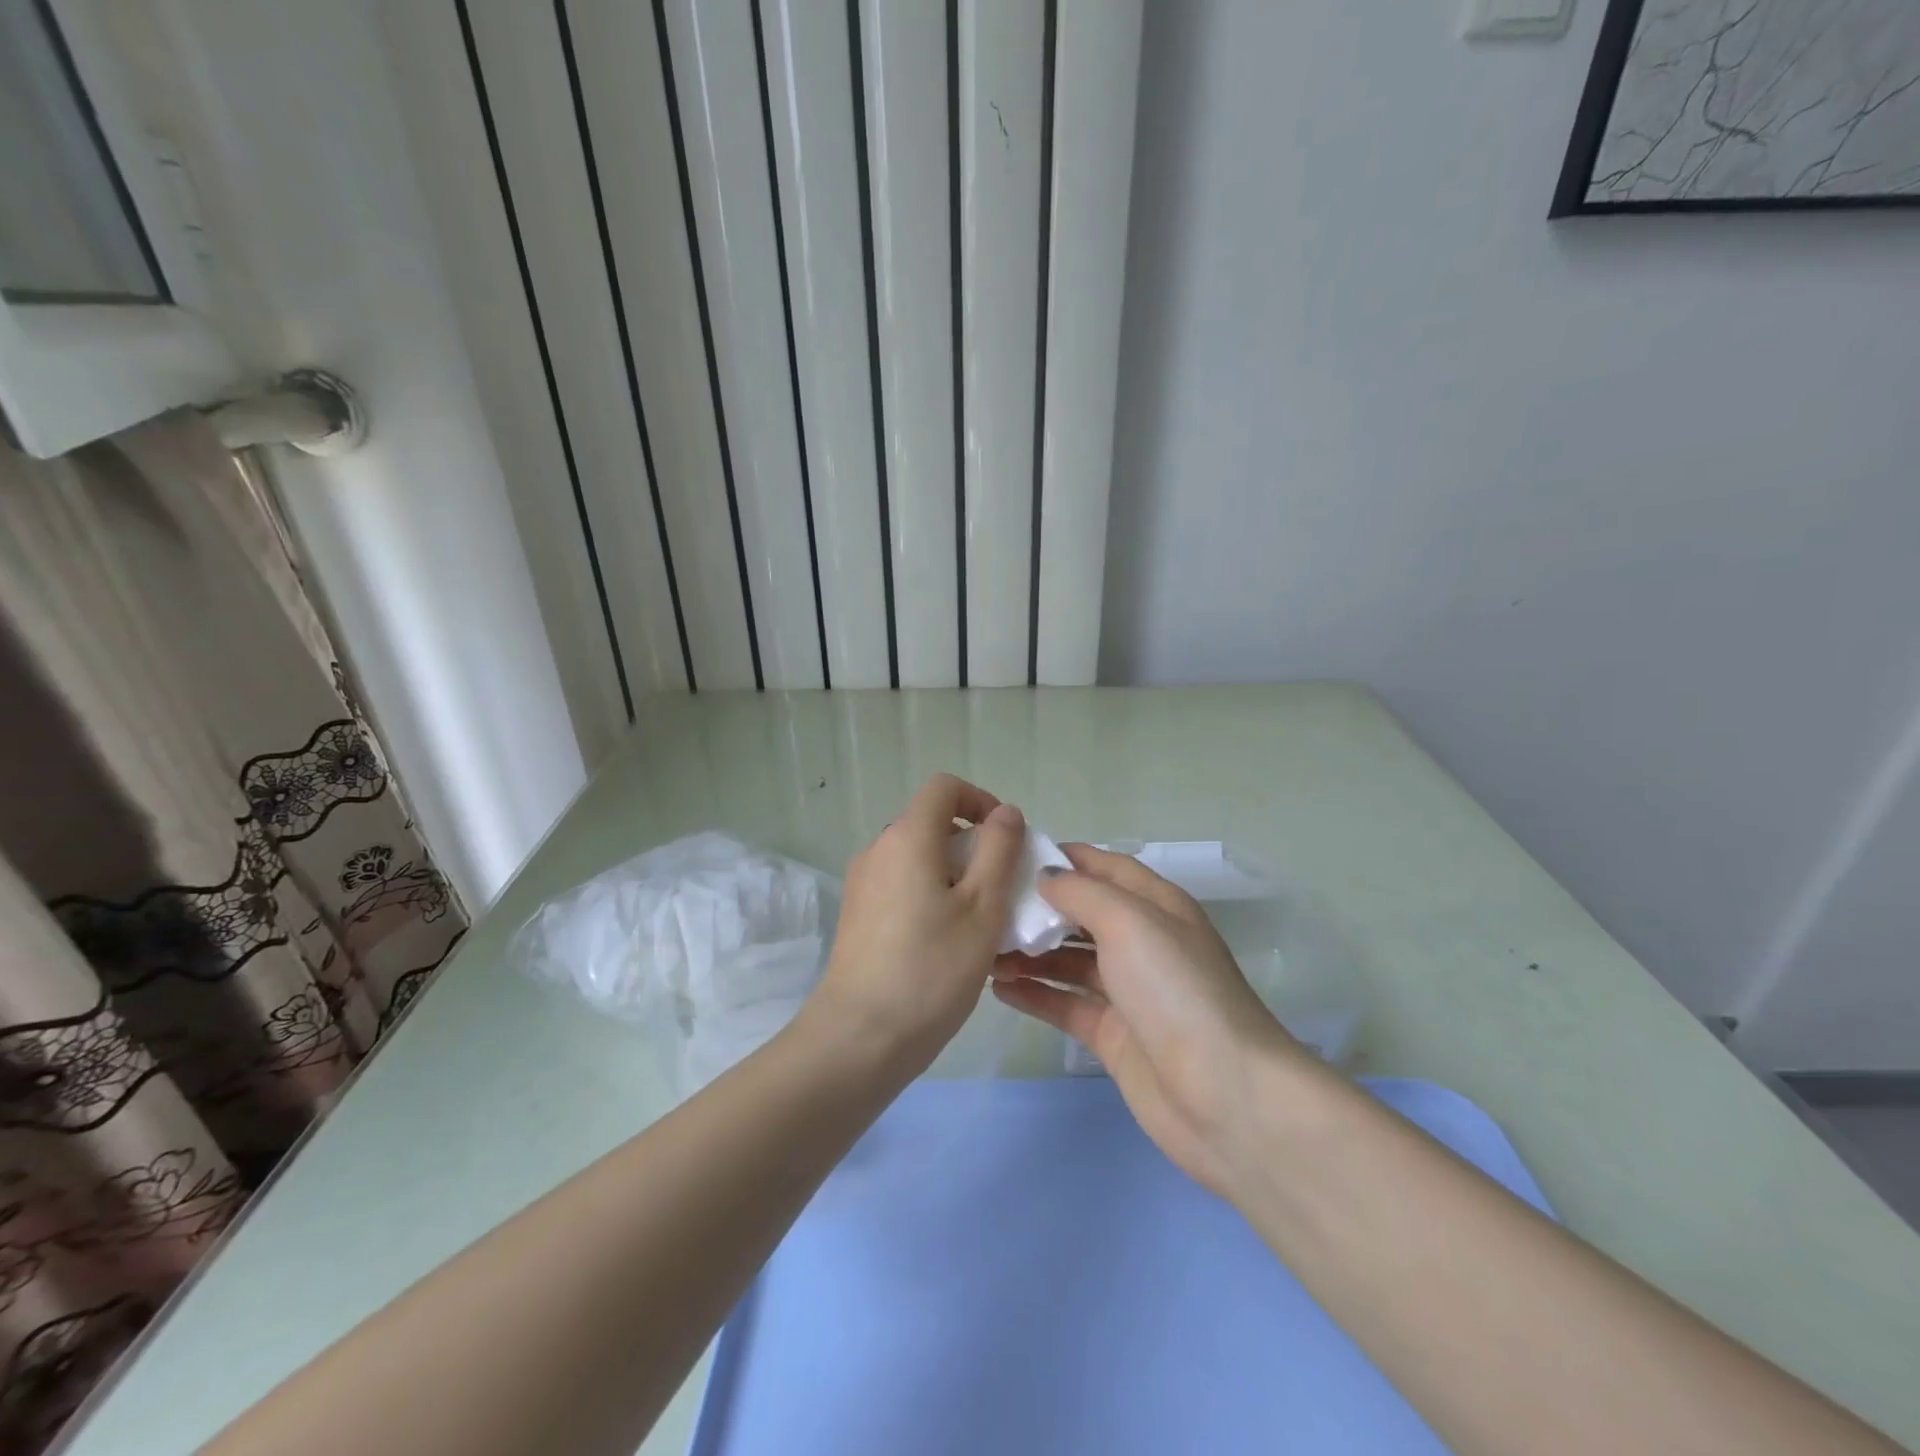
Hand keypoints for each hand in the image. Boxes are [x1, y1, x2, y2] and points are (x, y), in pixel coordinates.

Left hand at [799, 774, 1026, 1074]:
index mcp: (907, 837)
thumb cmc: (931, 969)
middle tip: (1002, 890)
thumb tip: (1005, 812)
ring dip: (954, 875)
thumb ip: (999, 850)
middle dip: (973, 845)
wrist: (859, 1038)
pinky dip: (931, 896)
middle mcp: (878, 850)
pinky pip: (902, 886)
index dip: (980, 800)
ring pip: (918, 859)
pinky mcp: (858, 915)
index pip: (944, 787)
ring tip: (981, 924)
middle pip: (931, 824)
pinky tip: (948, 944)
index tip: (1006, 839)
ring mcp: (863, 884)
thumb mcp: (982, 907)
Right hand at [992, 844, 1308, 1196]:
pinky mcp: (1114, 1036)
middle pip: (1083, 914)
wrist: (1224, 1095)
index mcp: (1157, 906)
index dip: (1065, 857)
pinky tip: (998, 988)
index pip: (1106, 867)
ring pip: (1069, 960)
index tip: (1012, 854)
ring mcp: (1128, 992)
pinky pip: (1066, 1004)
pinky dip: (1035, 993)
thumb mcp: (1130, 922)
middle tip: (986, 906)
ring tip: (983, 950)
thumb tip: (1046, 877)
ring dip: (1030, 953)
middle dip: (1038, 907)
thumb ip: (1082, 892)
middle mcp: (1143, 942)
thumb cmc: (1175, 989)